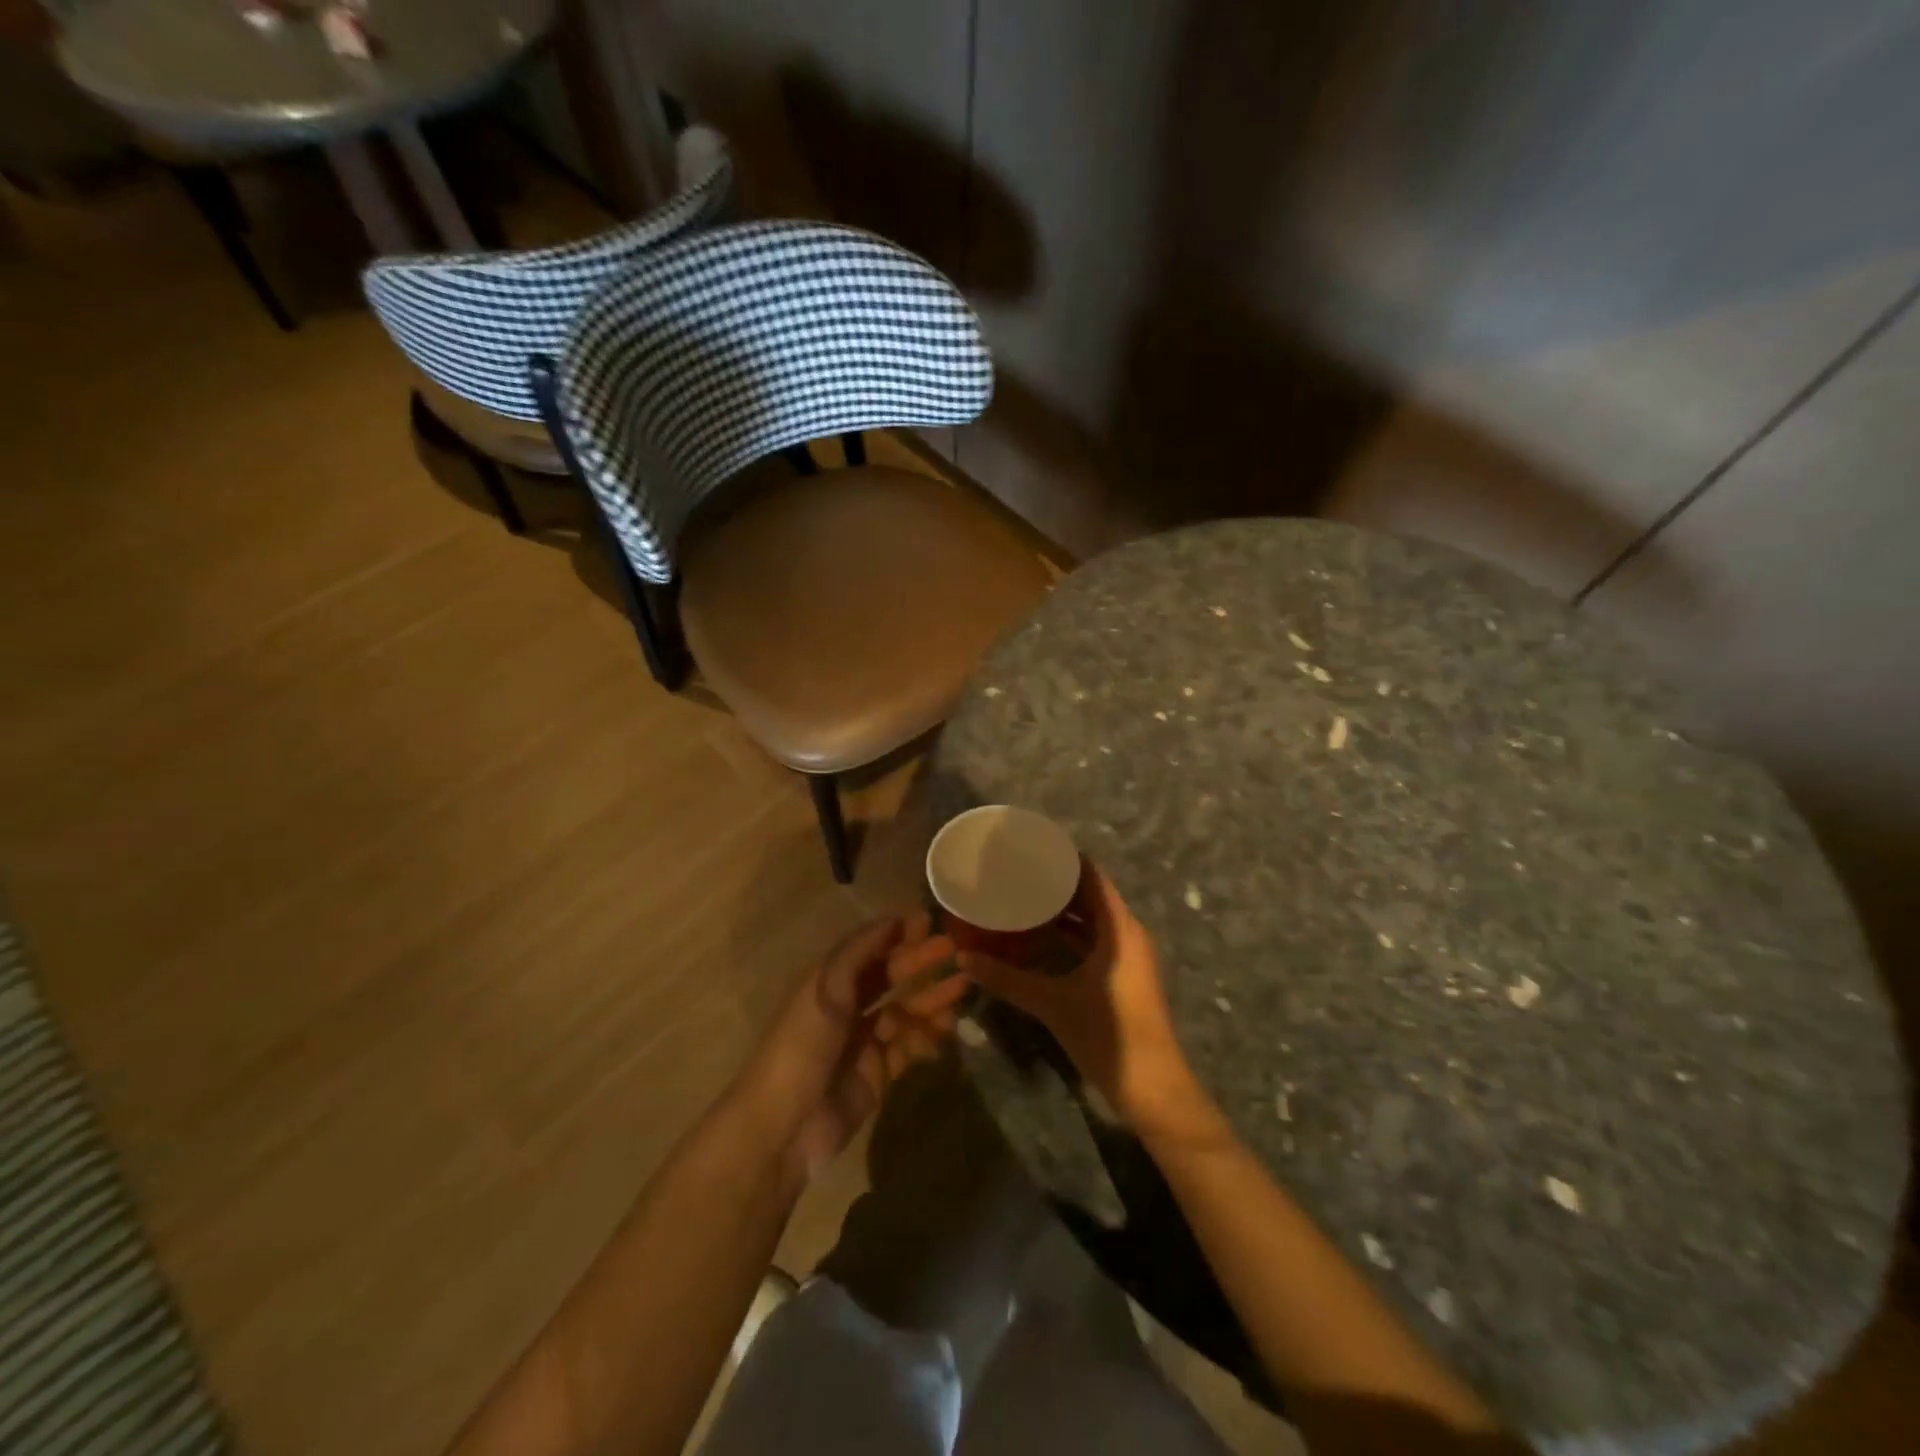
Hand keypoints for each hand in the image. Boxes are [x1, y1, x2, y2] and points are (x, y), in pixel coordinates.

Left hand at [734, 911, 968, 1182]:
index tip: (930, 921)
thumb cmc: (801, 1046)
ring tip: (961, 991)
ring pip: (905, 1012)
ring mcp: (863, 1041)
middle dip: (921, 964)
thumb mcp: (824, 988)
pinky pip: (909, 1047)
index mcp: (829, 981)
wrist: (783, 1127)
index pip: (870, 949)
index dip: (898, 935)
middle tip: (956, 953)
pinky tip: (946, 1031)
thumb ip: (858, 951)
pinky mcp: (877, 1074)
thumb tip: (892, 918)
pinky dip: (927, 1037)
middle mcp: (847, 1006)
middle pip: (891, 978)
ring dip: (931, 999)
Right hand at [963, 869, 1230, 1151]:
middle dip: (1057, 884)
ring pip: (1093, 921)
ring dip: (1062, 911)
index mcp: (1119, 928)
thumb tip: (963, 958)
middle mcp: (1127, 934)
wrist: (1153, 1088)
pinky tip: (1038, 939)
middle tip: (1017, 873)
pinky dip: (1069, 936)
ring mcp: (1127, 957)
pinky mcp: (1123, 976)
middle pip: (1091, 895)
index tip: (1032, 847)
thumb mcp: (1053, 1003)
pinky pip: (1094, 942)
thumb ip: (1008, 979)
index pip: (1093, 876)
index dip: (1065, 858)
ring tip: (1022, 900)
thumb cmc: (1108, 1034)